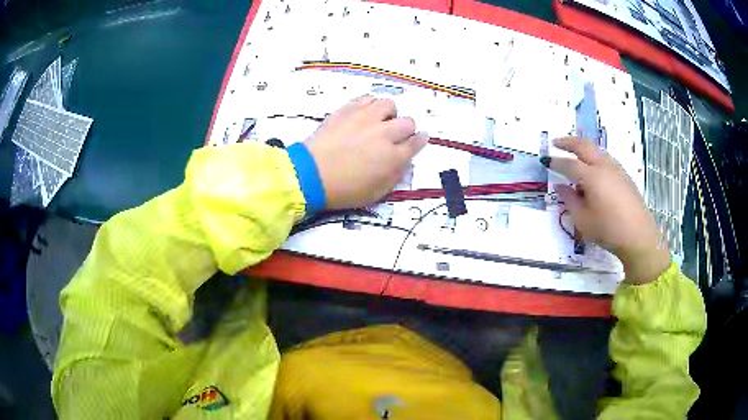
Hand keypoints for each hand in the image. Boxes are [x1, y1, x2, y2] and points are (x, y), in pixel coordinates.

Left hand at [305, 96, 427, 209]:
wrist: (310, 175)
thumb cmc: (344, 190)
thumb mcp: (376, 193)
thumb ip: (395, 175)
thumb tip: (403, 160)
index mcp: (393, 157)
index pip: (416, 142)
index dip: (420, 140)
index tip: (419, 138)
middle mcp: (384, 133)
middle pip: (407, 122)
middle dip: (406, 130)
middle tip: (395, 136)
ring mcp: (365, 118)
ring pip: (389, 105)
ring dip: (388, 114)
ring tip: (379, 122)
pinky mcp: (348, 109)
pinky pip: (368, 98)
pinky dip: (371, 105)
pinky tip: (365, 114)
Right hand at [546, 137, 669, 284]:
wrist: (639, 236)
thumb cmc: (608, 230)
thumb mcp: (583, 220)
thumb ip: (570, 201)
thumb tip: (561, 186)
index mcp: (592, 176)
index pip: (569, 164)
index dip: (555, 162)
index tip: (545, 160)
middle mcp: (604, 166)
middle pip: (584, 145)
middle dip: (568, 142)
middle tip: (556, 143)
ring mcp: (616, 169)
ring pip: (596, 150)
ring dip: (583, 148)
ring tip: (574, 154)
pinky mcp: (624, 175)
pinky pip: (605, 159)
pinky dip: (594, 157)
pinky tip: (593, 169)